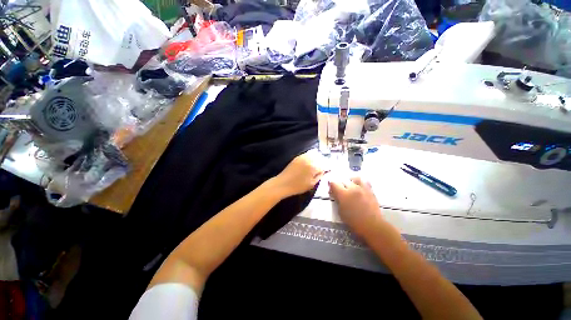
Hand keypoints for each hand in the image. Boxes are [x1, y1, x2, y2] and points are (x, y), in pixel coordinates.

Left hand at [273, 151, 324, 197]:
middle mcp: (309, 159)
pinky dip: (311, 156)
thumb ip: (319, 176)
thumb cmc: (298, 186)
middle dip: (323, 162)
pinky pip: (307, 154)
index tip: (327, 171)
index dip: (327, 168)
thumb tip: (324, 171)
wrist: (283, 183)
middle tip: (323, 167)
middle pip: (320, 158)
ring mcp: (303, 157)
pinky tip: (310, 161)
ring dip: (317, 158)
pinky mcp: (298, 157)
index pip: (325, 165)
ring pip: (314, 154)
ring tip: (317, 164)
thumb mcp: (312, 184)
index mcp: (314, 167)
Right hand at [329, 177, 382, 236]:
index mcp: (343, 194)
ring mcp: (362, 189)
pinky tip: (359, 188)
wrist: (372, 226)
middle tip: (340, 190)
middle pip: (344, 180)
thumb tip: (335, 194)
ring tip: (351, 186)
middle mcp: (352, 188)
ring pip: (355, 178)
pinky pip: (365, 182)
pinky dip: (361, 183)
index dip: (331, 185)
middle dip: (340, 184)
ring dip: (351, 181)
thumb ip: (338, 200)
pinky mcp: (370, 191)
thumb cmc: (354, 222)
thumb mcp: (341, 212)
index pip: (334, 183)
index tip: (331, 189)